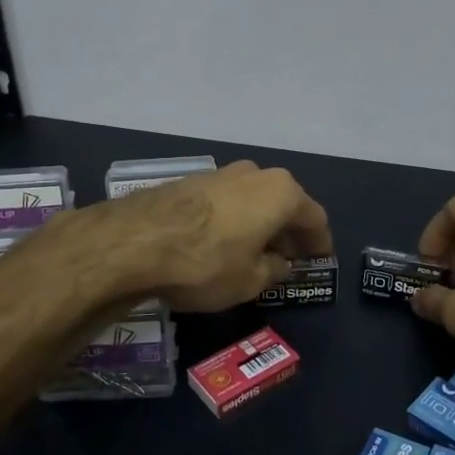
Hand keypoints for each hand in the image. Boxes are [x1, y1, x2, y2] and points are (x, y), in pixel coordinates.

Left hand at [84, 161, 332, 312]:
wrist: (133, 242)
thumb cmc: (206, 262)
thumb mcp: (249, 281)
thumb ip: (273, 271)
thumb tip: (280, 264)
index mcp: (282, 193)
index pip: (314, 218)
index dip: (320, 242)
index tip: (321, 259)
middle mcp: (255, 174)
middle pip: (283, 203)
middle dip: (288, 231)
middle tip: (289, 257)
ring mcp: (220, 173)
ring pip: (253, 200)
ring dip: (259, 223)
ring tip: (255, 251)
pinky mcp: (190, 180)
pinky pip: (226, 202)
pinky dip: (233, 220)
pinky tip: (224, 242)